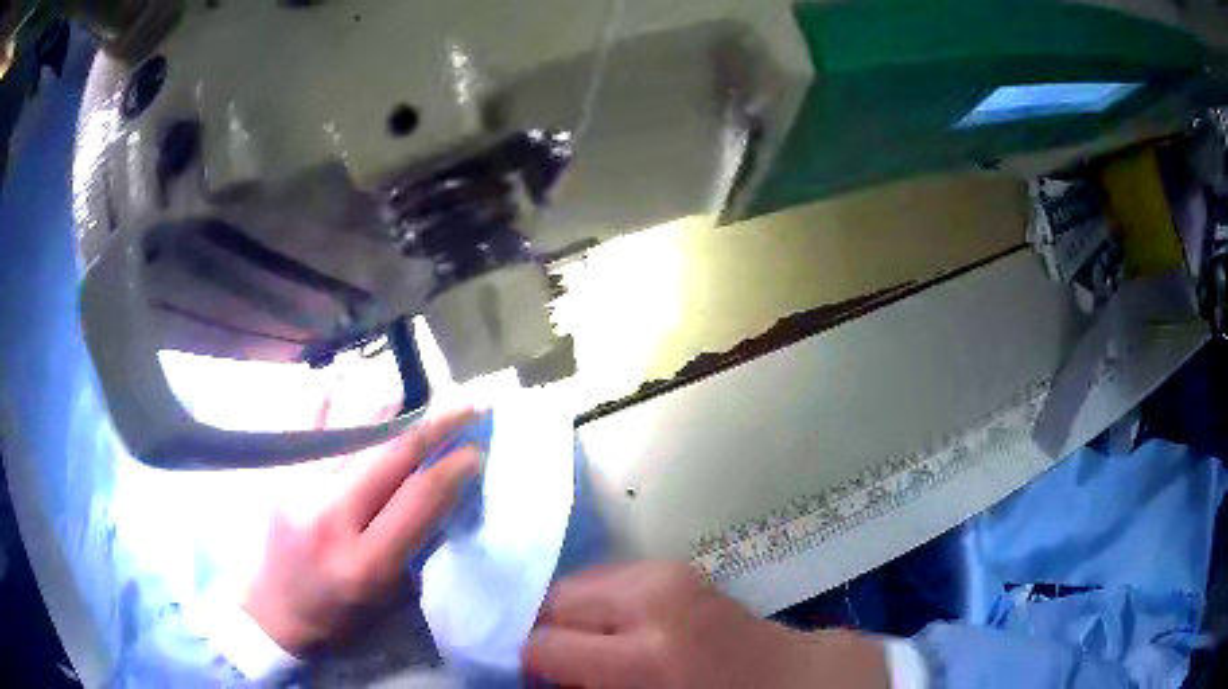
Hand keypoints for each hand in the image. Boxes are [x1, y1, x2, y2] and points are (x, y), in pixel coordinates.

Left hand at [242, 408, 480, 654]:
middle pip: (390, 456)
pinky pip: (305, 424)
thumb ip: (416, 543)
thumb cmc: (339, 614)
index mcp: (365, 562)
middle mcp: (330, 519)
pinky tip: (344, 372)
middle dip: (436, 424)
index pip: (418, 498)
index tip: (477, 448)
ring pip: (353, 433)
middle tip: (467, 404)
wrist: (274, 610)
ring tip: (422, 392)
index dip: (453, 467)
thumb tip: (444, 489)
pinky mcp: (278, 474)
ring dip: (394, 408)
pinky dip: (327, 396)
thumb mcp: (388, 595)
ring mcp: (298, 489)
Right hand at [523, 562, 889, 688]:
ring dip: (572, 618)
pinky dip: (599, 606)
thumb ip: (584, 688)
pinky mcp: (674, 569)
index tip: (528, 677)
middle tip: (555, 665)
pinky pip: (609, 580)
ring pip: (577, 584)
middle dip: (545, 633)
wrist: (790, 679)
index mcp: (648, 653)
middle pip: (553, 600)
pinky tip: (614, 631)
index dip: (526, 664)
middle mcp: (653, 599)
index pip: (543, 644)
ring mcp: (666, 574)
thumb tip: (535, 675)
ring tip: (587, 649)